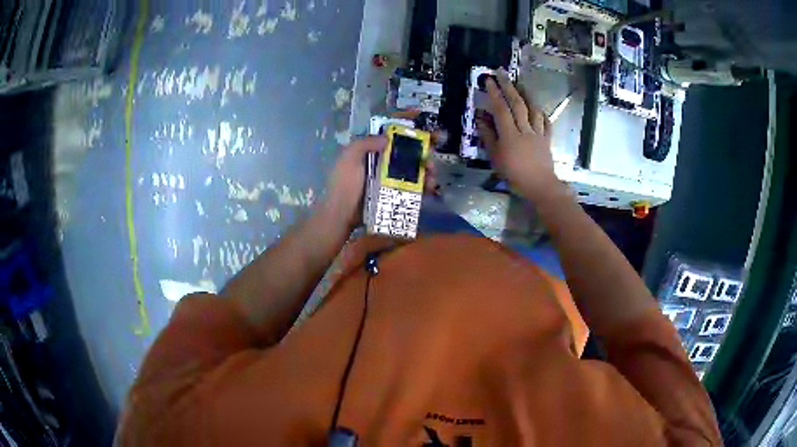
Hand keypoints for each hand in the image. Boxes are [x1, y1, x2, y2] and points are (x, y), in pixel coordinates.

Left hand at [323, 136, 440, 229]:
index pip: (392, 135)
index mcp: (371, 151)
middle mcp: (382, 163)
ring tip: (433, 175)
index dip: (408, 129)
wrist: (341, 215)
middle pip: (407, 153)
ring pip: (413, 171)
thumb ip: (365, 144)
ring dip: (426, 170)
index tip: (425, 125)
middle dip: (423, 152)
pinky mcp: (393, 196)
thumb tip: (387, 138)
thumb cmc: (344, 185)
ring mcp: (388, 180)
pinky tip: (430, 188)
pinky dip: (423, 187)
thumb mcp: (349, 158)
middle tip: (432, 157)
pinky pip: (412, 189)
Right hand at [475, 70, 561, 202]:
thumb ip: (488, 136)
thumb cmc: (515, 175)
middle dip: (509, 86)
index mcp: (510, 134)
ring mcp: (538, 133)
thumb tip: (481, 118)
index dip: (495, 93)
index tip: (488, 80)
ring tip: (520, 84)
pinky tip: (538, 109)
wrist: (540, 186)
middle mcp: (525, 129)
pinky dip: (542, 114)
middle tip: (502, 72)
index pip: (501, 109)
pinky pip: (546, 123)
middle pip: (518, 104)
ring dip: (527, 95)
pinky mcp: (547, 140)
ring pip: (534, 110)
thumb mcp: (496, 157)